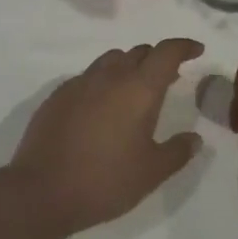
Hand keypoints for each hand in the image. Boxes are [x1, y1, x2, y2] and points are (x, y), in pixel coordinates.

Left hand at [7, 39, 205, 234]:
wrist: (40, 192)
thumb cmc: (104, 181)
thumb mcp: (151, 173)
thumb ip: (177, 152)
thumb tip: (195, 139)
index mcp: (139, 89)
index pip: (167, 52)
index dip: (184, 46)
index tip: (196, 50)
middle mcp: (111, 76)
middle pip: (139, 52)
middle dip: (157, 58)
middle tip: (169, 77)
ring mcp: (80, 83)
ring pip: (111, 59)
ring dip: (129, 65)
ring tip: (134, 89)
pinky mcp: (58, 95)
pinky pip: (88, 76)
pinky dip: (103, 81)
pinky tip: (101, 107)